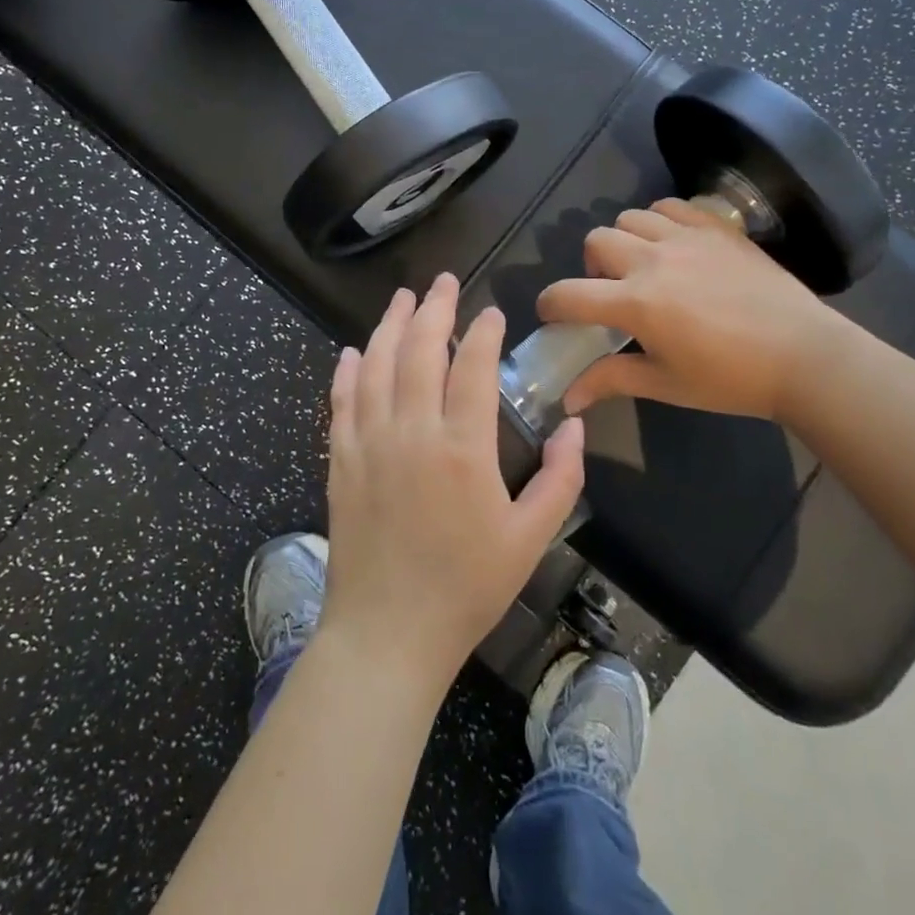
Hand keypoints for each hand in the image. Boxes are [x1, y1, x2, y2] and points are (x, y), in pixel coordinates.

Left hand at [321, 274, 586, 692]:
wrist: (388, 634)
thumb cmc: (467, 588)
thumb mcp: (531, 539)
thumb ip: (560, 478)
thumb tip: (574, 424)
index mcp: (462, 448)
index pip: (471, 366)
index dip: (482, 331)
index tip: (491, 312)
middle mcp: (411, 432)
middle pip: (418, 350)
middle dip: (433, 308)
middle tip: (443, 281)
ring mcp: (369, 443)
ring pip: (375, 365)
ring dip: (389, 325)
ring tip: (402, 298)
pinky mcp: (340, 461)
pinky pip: (341, 401)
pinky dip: (348, 370)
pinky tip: (354, 351)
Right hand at [536, 199, 839, 422]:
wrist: (805, 357)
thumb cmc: (731, 379)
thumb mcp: (666, 385)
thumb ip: (611, 380)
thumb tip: (568, 399)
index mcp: (636, 304)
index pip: (569, 294)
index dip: (550, 305)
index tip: (553, 315)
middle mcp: (653, 261)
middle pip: (595, 241)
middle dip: (590, 267)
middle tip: (611, 291)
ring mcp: (686, 238)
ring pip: (630, 216)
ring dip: (624, 239)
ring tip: (643, 264)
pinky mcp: (716, 228)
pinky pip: (672, 205)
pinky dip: (660, 219)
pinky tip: (674, 245)